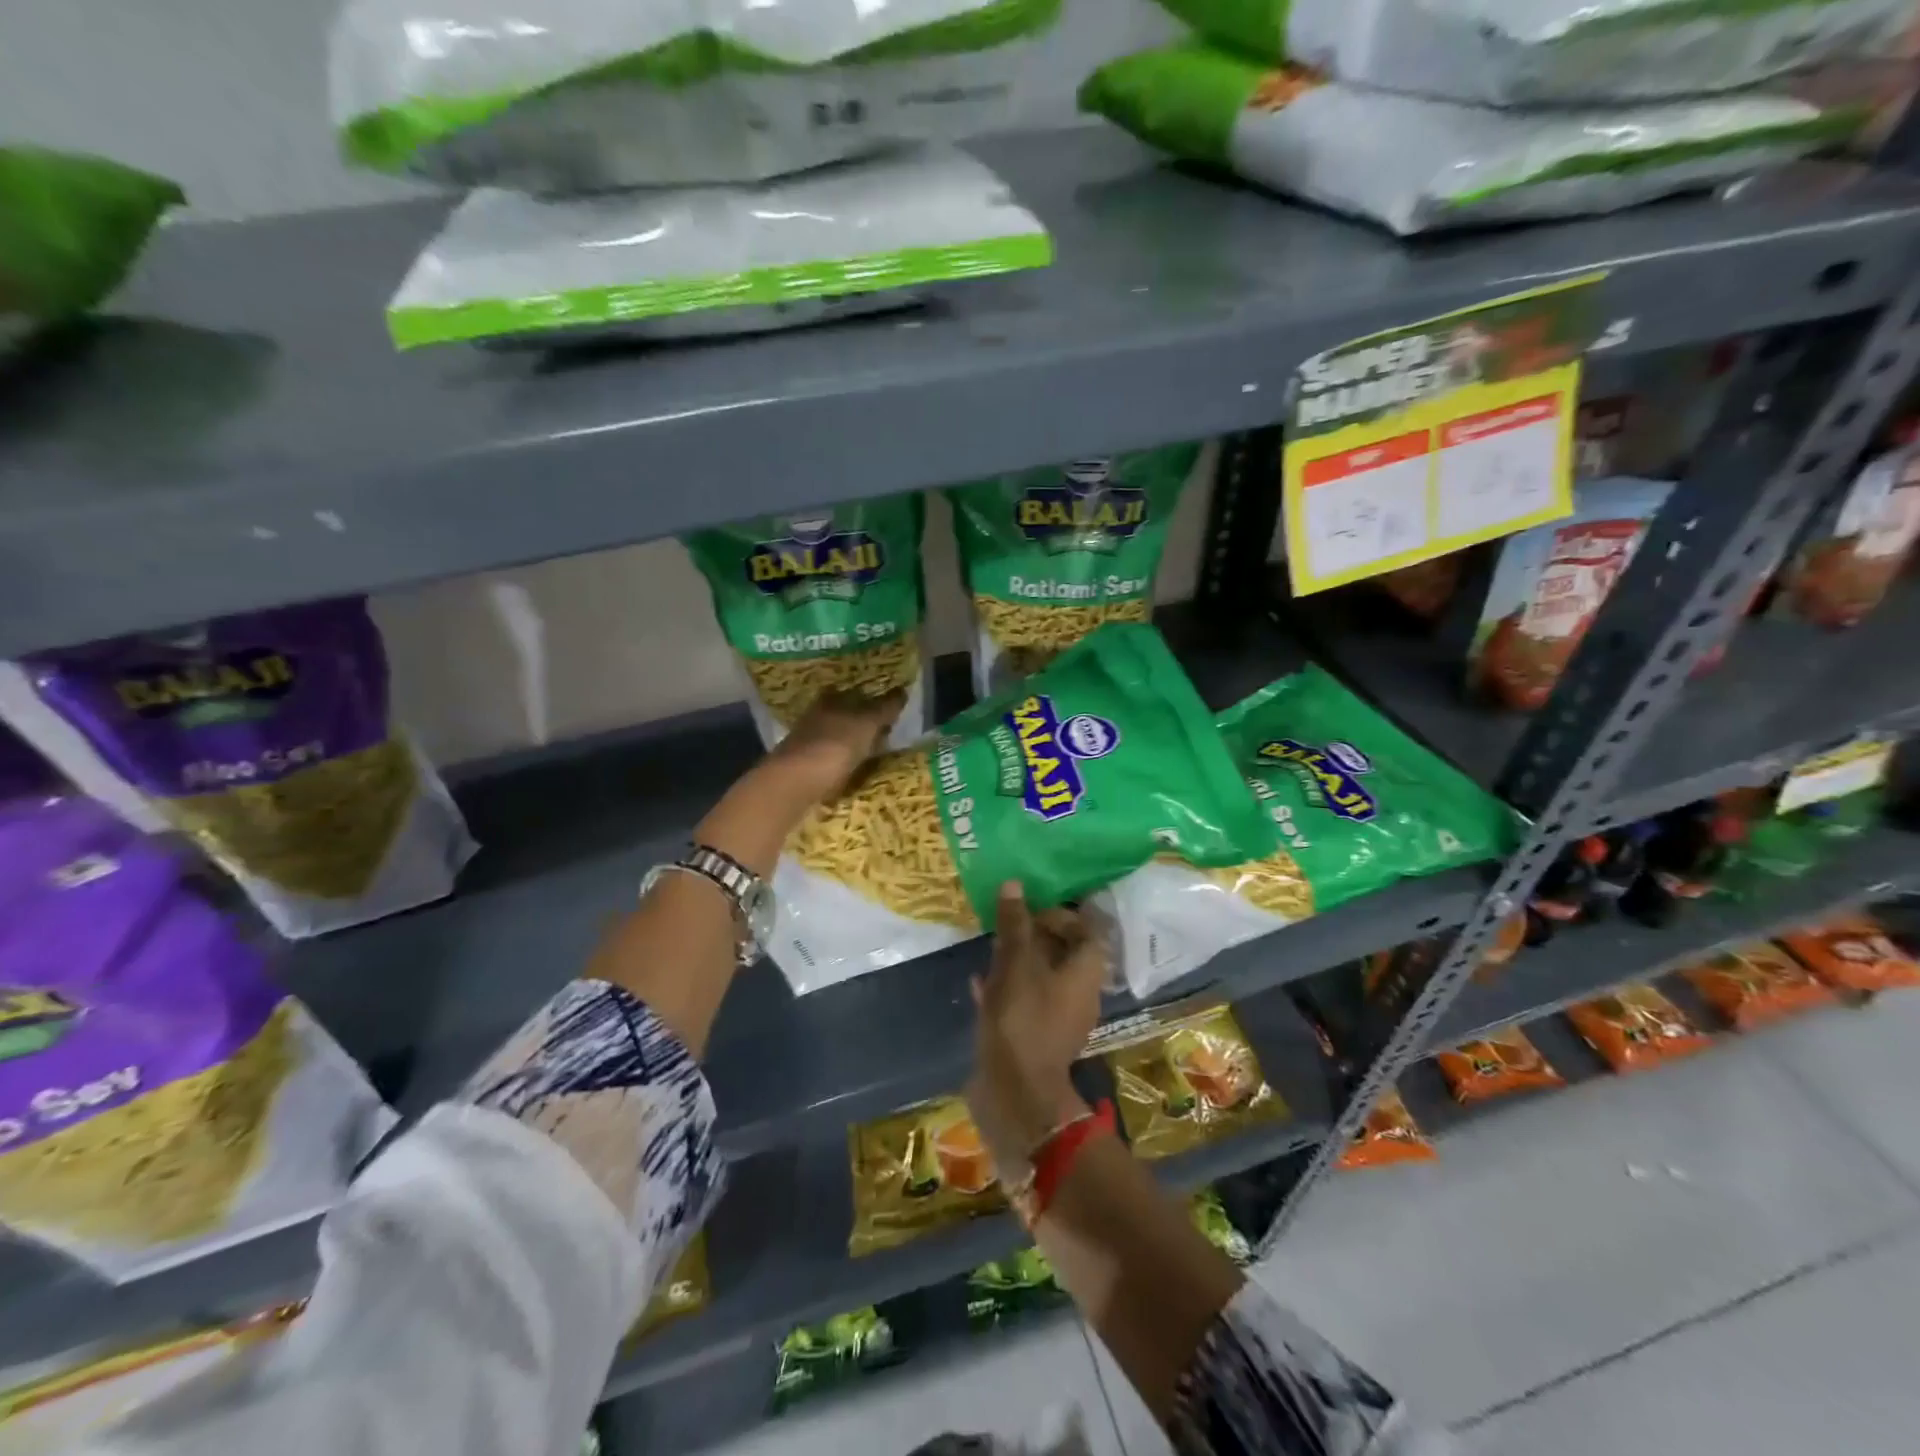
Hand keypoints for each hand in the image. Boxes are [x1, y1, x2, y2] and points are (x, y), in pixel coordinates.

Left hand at [772, 688, 906, 801]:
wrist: (795, 783)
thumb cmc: (835, 745)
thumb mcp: (867, 723)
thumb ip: (885, 708)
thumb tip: (903, 691)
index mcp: (830, 700)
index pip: (855, 693)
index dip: (873, 701)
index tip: (891, 712)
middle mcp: (816, 716)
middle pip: (845, 716)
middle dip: (862, 724)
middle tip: (887, 735)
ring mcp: (808, 743)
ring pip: (837, 740)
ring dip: (853, 746)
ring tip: (875, 757)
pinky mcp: (804, 768)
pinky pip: (831, 763)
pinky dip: (844, 766)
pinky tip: (855, 774)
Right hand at [965, 883, 1106, 1175]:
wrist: (1016, 1092)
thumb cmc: (1022, 1019)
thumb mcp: (1015, 964)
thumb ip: (1015, 924)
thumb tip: (1015, 884)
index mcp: (1086, 971)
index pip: (1086, 930)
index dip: (1060, 914)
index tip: (1029, 911)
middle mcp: (1081, 993)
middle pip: (1064, 953)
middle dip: (1035, 935)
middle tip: (1005, 926)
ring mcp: (1062, 1018)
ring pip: (1044, 977)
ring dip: (1020, 960)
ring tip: (990, 950)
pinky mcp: (1040, 1037)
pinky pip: (1028, 1001)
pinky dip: (1009, 988)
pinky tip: (980, 984)